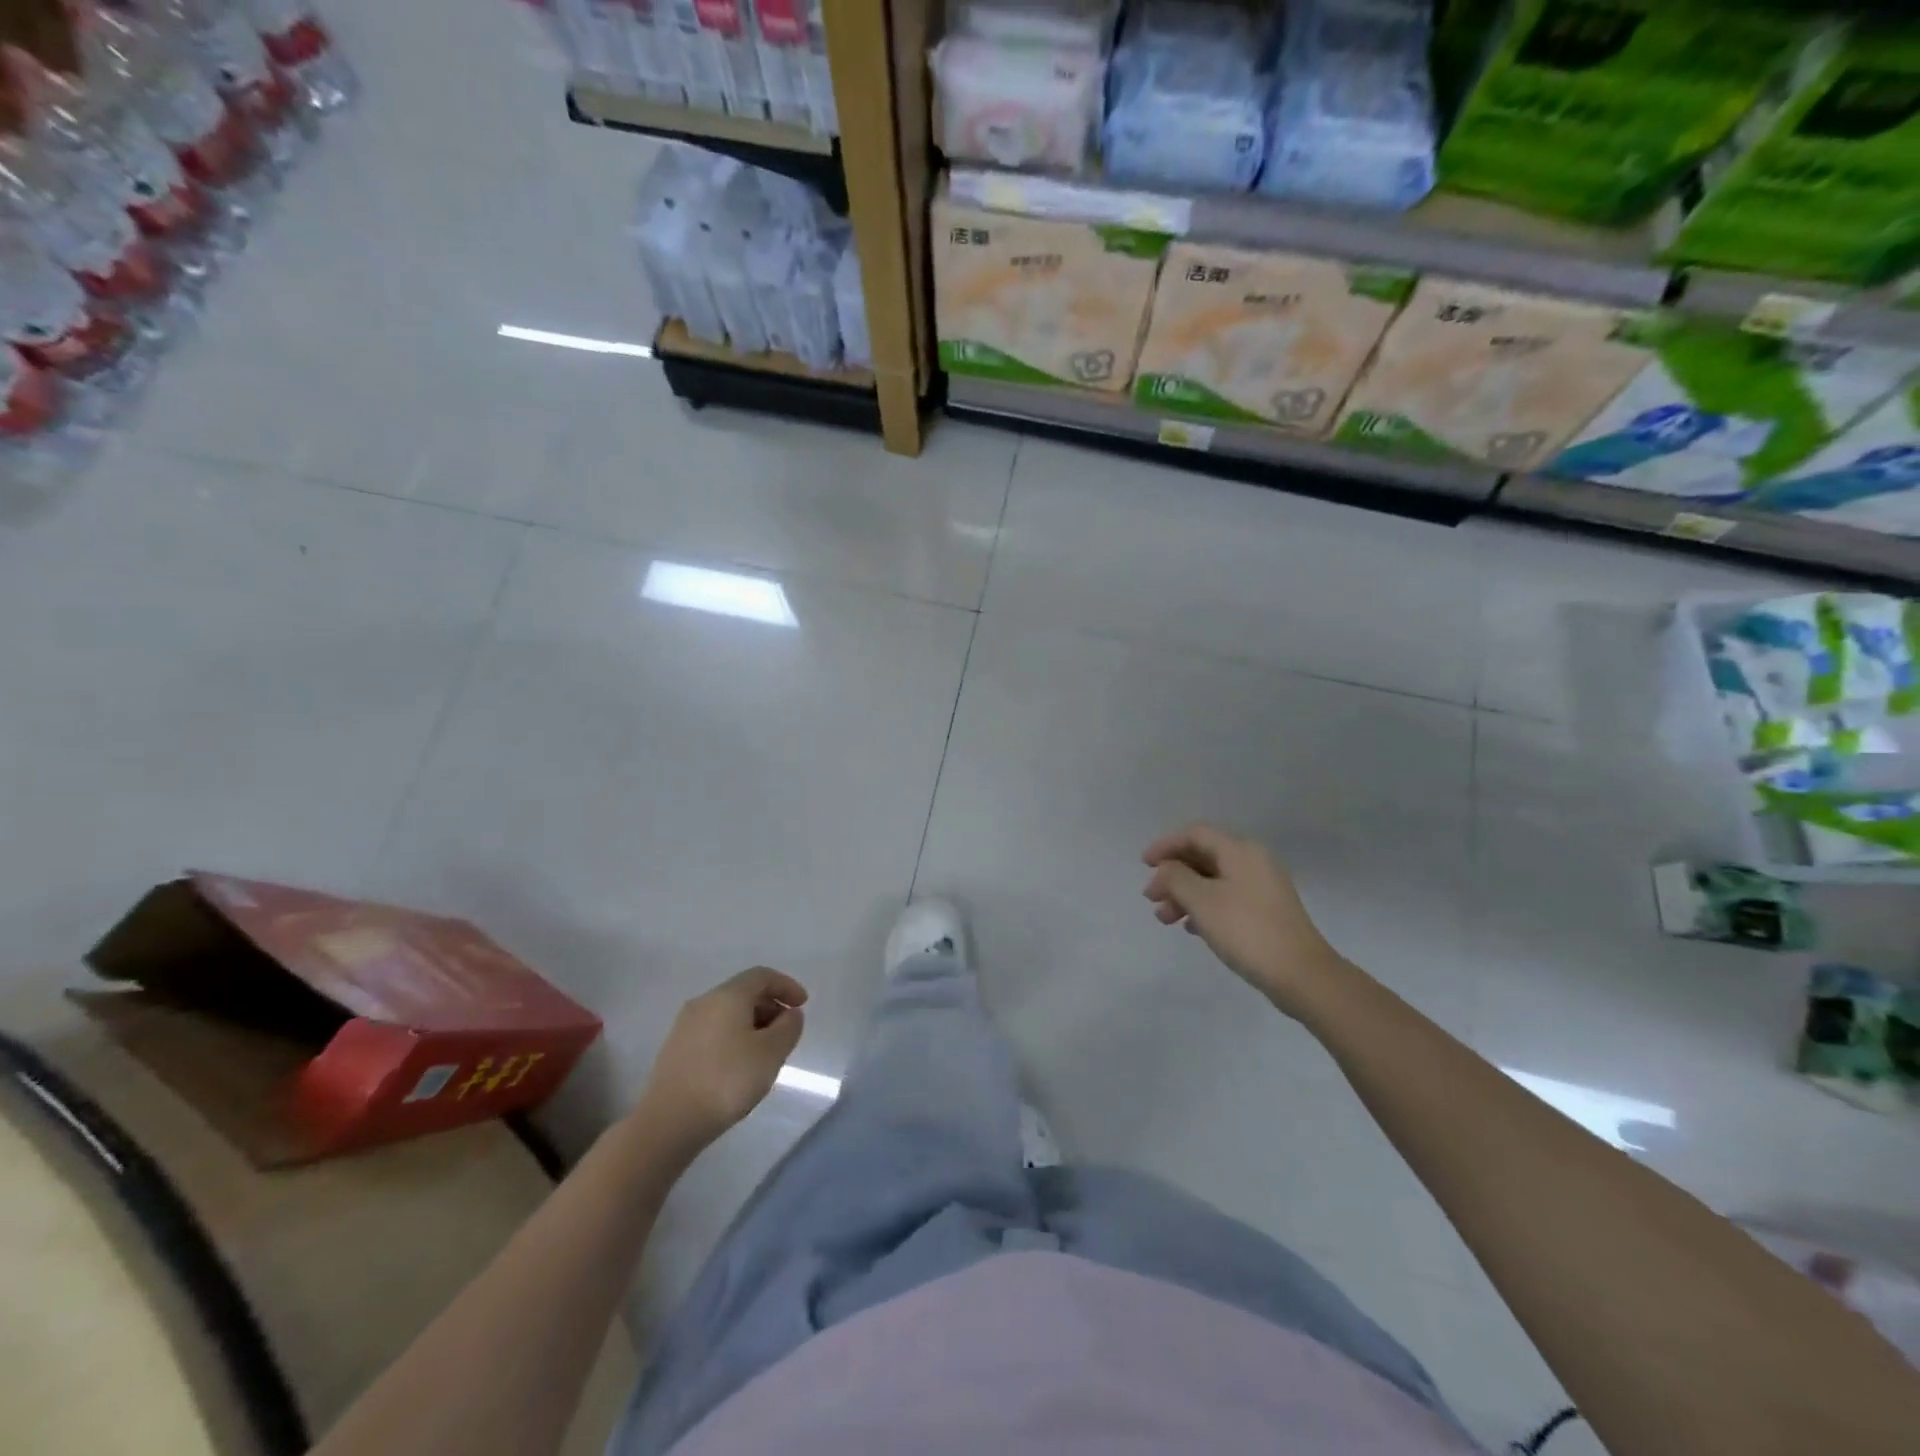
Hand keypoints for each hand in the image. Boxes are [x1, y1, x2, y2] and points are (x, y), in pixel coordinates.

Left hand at [640, 967, 807, 1147]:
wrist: (668, 1122)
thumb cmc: (727, 1081)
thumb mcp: (771, 1053)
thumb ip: (788, 1027)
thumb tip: (789, 1014)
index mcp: (727, 996)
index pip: (762, 976)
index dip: (786, 986)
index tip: (803, 1004)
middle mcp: (703, 1002)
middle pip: (743, 993)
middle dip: (770, 1006)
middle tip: (786, 1031)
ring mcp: (685, 1026)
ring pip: (727, 1013)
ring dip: (751, 1024)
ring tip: (765, 1052)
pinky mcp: (675, 1049)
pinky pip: (712, 1031)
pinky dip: (733, 1037)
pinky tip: (738, 1065)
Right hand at [1142, 823, 1342, 1013]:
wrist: (1301, 975)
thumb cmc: (1246, 930)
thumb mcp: (1201, 901)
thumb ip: (1175, 878)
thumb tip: (1166, 869)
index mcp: (1240, 851)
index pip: (1195, 834)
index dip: (1166, 845)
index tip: (1144, 865)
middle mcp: (1253, 862)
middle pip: (1203, 857)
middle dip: (1172, 875)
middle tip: (1151, 898)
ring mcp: (1262, 888)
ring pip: (1212, 881)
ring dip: (1184, 895)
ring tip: (1165, 919)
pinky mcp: (1266, 912)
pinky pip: (1226, 899)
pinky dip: (1203, 907)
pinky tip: (1191, 928)